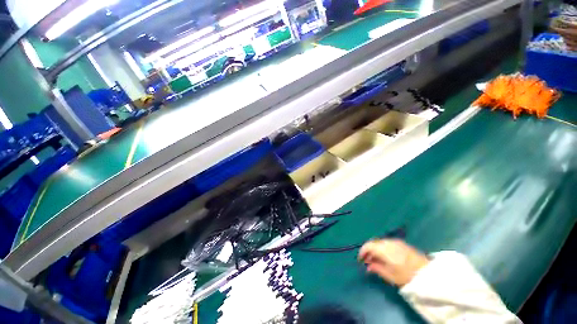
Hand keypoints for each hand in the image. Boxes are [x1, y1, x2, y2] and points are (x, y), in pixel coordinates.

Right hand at [358, 239, 429, 286]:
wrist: (426, 273)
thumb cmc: (406, 276)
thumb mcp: (389, 275)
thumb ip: (376, 268)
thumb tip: (368, 266)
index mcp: (383, 249)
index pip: (368, 246)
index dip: (362, 252)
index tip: (360, 260)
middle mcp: (388, 242)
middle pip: (373, 243)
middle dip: (369, 251)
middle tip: (368, 261)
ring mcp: (395, 241)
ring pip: (380, 243)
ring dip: (375, 249)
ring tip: (376, 260)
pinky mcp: (401, 243)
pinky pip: (387, 243)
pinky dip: (382, 248)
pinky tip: (385, 257)